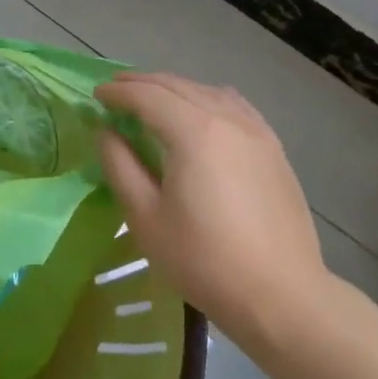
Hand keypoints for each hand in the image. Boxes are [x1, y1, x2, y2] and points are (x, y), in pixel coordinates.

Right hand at [95, 72, 331, 343]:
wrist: (281, 295)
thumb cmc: (204, 260)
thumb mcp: (145, 218)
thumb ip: (120, 166)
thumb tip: (106, 132)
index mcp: (193, 132)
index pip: (147, 96)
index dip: (118, 93)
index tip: (96, 96)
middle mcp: (226, 119)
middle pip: (177, 86)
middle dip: (142, 83)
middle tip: (115, 90)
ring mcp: (256, 131)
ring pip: (207, 92)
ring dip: (174, 88)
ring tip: (152, 98)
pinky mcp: (273, 149)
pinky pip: (235, 106)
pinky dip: (208, 98)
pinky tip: (202, 109)